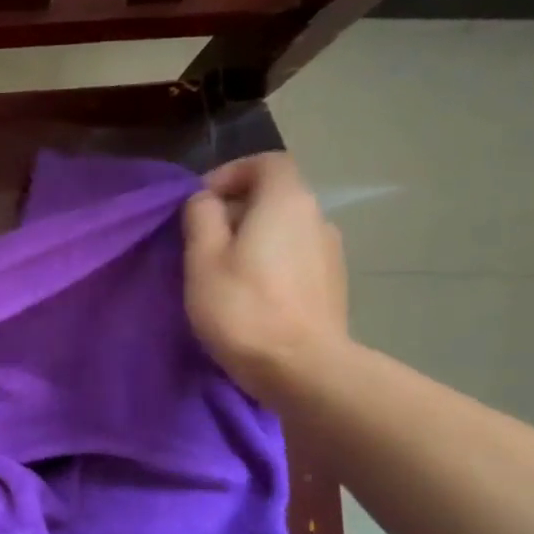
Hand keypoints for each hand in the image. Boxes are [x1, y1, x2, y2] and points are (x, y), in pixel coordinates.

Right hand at [182, 153, 347, 398]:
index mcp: (287, 201)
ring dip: (253, 239)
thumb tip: (206, 201)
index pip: (266, 162)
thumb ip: (201, 216)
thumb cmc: (244, 308)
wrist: (304, 371)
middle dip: (236, 210)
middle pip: (274, 196)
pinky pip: (295, 257)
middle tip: (202, 242)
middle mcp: (317, 217)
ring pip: (284, 229)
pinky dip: (271, 262)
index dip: (231, 173)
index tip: (202, 203)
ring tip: (223, 272)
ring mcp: (331, 253)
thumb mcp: (203, 258)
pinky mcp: (332, 286)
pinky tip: (251, 295)